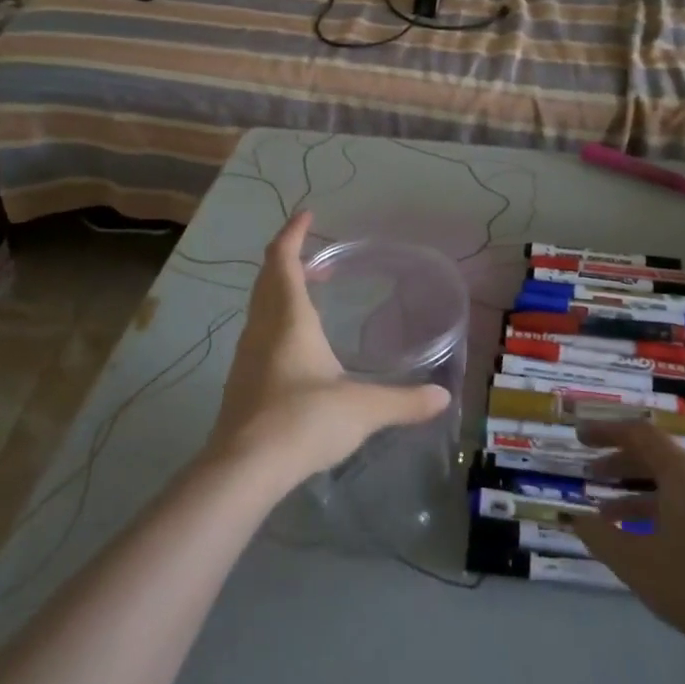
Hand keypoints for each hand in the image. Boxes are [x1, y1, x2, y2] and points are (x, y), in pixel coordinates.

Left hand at [206, 212, 450, 491]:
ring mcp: (246, 356)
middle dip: (288, 259)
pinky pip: (258, 334)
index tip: (307, 215)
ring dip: (280, 291)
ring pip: (260, 307)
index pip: (283, 260)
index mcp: (289, 319)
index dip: (293, 234)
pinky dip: (276, 322)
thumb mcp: (363, 409)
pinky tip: (297, 348)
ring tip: (310, 297)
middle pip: (267, 279)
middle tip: (317, 258)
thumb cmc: (303, 421)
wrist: (244, 468)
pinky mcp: (242, 383)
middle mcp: (262, 329)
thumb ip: (404, 401)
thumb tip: (442, 396)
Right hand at [571, 420, 684, 660]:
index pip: (638, 433)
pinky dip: (660, 508)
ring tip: (608, 513)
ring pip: (672, 482)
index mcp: (682, 471)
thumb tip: (576, 520)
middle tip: (588, 474)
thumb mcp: (639, 563)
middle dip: (618, 462)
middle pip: (655, 455)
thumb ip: (602, 537)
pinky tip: (645, 537)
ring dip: (637, 491)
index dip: (605, 431)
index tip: (579, 437)